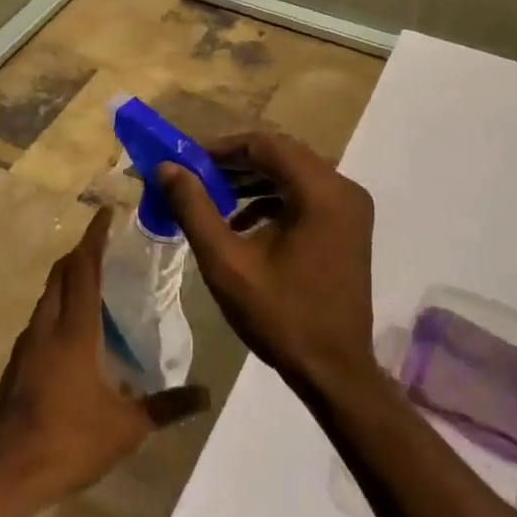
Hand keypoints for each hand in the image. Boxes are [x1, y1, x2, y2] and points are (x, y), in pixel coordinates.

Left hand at [0, 207, 207, 508]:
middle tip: (104, 244)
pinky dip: (57, 307)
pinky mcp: (17, 365)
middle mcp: (47, 328)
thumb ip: (167, 407)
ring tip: (92, 281)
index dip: (94, 239)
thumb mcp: (127, 428)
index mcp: (74, 332)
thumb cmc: (71, 443)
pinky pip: (40, 320)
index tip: (105, 213)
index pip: (84, 270)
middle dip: (80, 253)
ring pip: (47, 297)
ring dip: (67, 280)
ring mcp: (27, 346)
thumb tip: (205, 395)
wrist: (9, 474)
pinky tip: (72, 330)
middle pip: (61, 275)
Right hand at [159, 132, 376, 394]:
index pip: (265, 145)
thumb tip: (167, 167)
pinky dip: (272, 200)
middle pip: (281, 155)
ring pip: (293, 174)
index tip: (187, 160)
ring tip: (212, 195)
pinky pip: (305, 195)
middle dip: (235, 162)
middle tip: (195, 176)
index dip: (222, 148)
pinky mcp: (347, 227)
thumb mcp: (226, 262)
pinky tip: (241, 223)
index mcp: (321, 191)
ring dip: (252, 180)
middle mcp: (343, 189)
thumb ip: (194, 209)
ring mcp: (350, 209)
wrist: (334, 372)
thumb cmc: (280, 316)